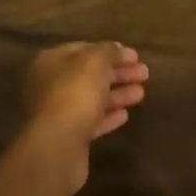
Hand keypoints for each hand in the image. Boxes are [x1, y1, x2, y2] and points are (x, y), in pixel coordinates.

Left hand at [21, 42, 149, 193]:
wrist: (58, 146)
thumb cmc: (74, 94)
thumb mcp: (95, 62)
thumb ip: (108, 52)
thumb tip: (118, 48)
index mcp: (51, 61)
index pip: (84, 49)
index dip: (110, 51)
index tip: (135, 56)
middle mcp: (50, 84)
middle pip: (89, 74)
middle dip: (118, 73)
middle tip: (145, 73)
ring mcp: (58, 112)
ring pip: (92, 98)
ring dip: (117, 94)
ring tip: (141, 93)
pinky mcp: (68, 137)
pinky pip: (91, 121)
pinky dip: (108, 116)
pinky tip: (125, 115)